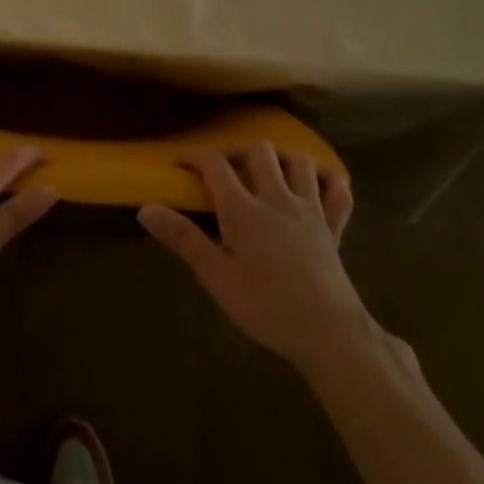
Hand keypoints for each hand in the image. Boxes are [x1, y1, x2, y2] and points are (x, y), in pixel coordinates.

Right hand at [139, 143, 365, 374]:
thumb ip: (183, 238)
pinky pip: (338, 190)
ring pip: (299, 161)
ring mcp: (310, 209)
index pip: (215, 165)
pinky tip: (315, 184)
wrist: (327, 332)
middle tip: (222, 169)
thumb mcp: (216, 276)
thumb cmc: (265, 307)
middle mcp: (277, 198)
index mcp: (244, 209)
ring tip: (265, 169)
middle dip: (236, 151)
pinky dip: (328, 179)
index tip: (179, 164)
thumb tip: (145, 208)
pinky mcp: (334, 226)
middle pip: (258, 151)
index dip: (194, 157)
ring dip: (280, 156)